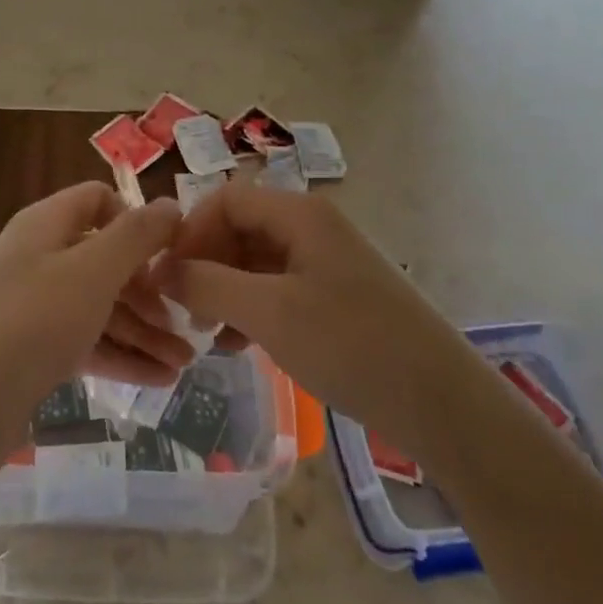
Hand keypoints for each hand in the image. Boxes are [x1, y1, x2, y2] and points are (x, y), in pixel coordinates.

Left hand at [0, 183, 185, 444]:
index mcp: (45, 225)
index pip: (96, 199)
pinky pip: (84, 341)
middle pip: (103, 259)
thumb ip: (136, 236)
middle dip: (148, 290)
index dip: (135, 219)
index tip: (169, 253)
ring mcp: (32, 306)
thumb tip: (170, 204)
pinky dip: (119, 355)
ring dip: (142, 330)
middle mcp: (38, 258)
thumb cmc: (31, 322)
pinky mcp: (30, 350)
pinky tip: (158, 380)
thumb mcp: (92, 272)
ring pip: (98, 306)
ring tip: (184, 363)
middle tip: (186, 323)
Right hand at [161, 183, 440, 431]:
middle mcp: (312, 227)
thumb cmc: (351, 346)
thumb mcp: (269, 313)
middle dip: (206, 265)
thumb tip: (159, 269)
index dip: (190, 232)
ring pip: (256, 262)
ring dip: (225, 291)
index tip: (168, 277)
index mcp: (299, 214)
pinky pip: (278, 288)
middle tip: (186, 312)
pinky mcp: (336, 295)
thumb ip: (207, 285)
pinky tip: (241, 346)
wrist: (442, 403)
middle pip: (239, 228)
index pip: (225, 200)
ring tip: (210, 336)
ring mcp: (326, 261)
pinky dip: (251, 309)